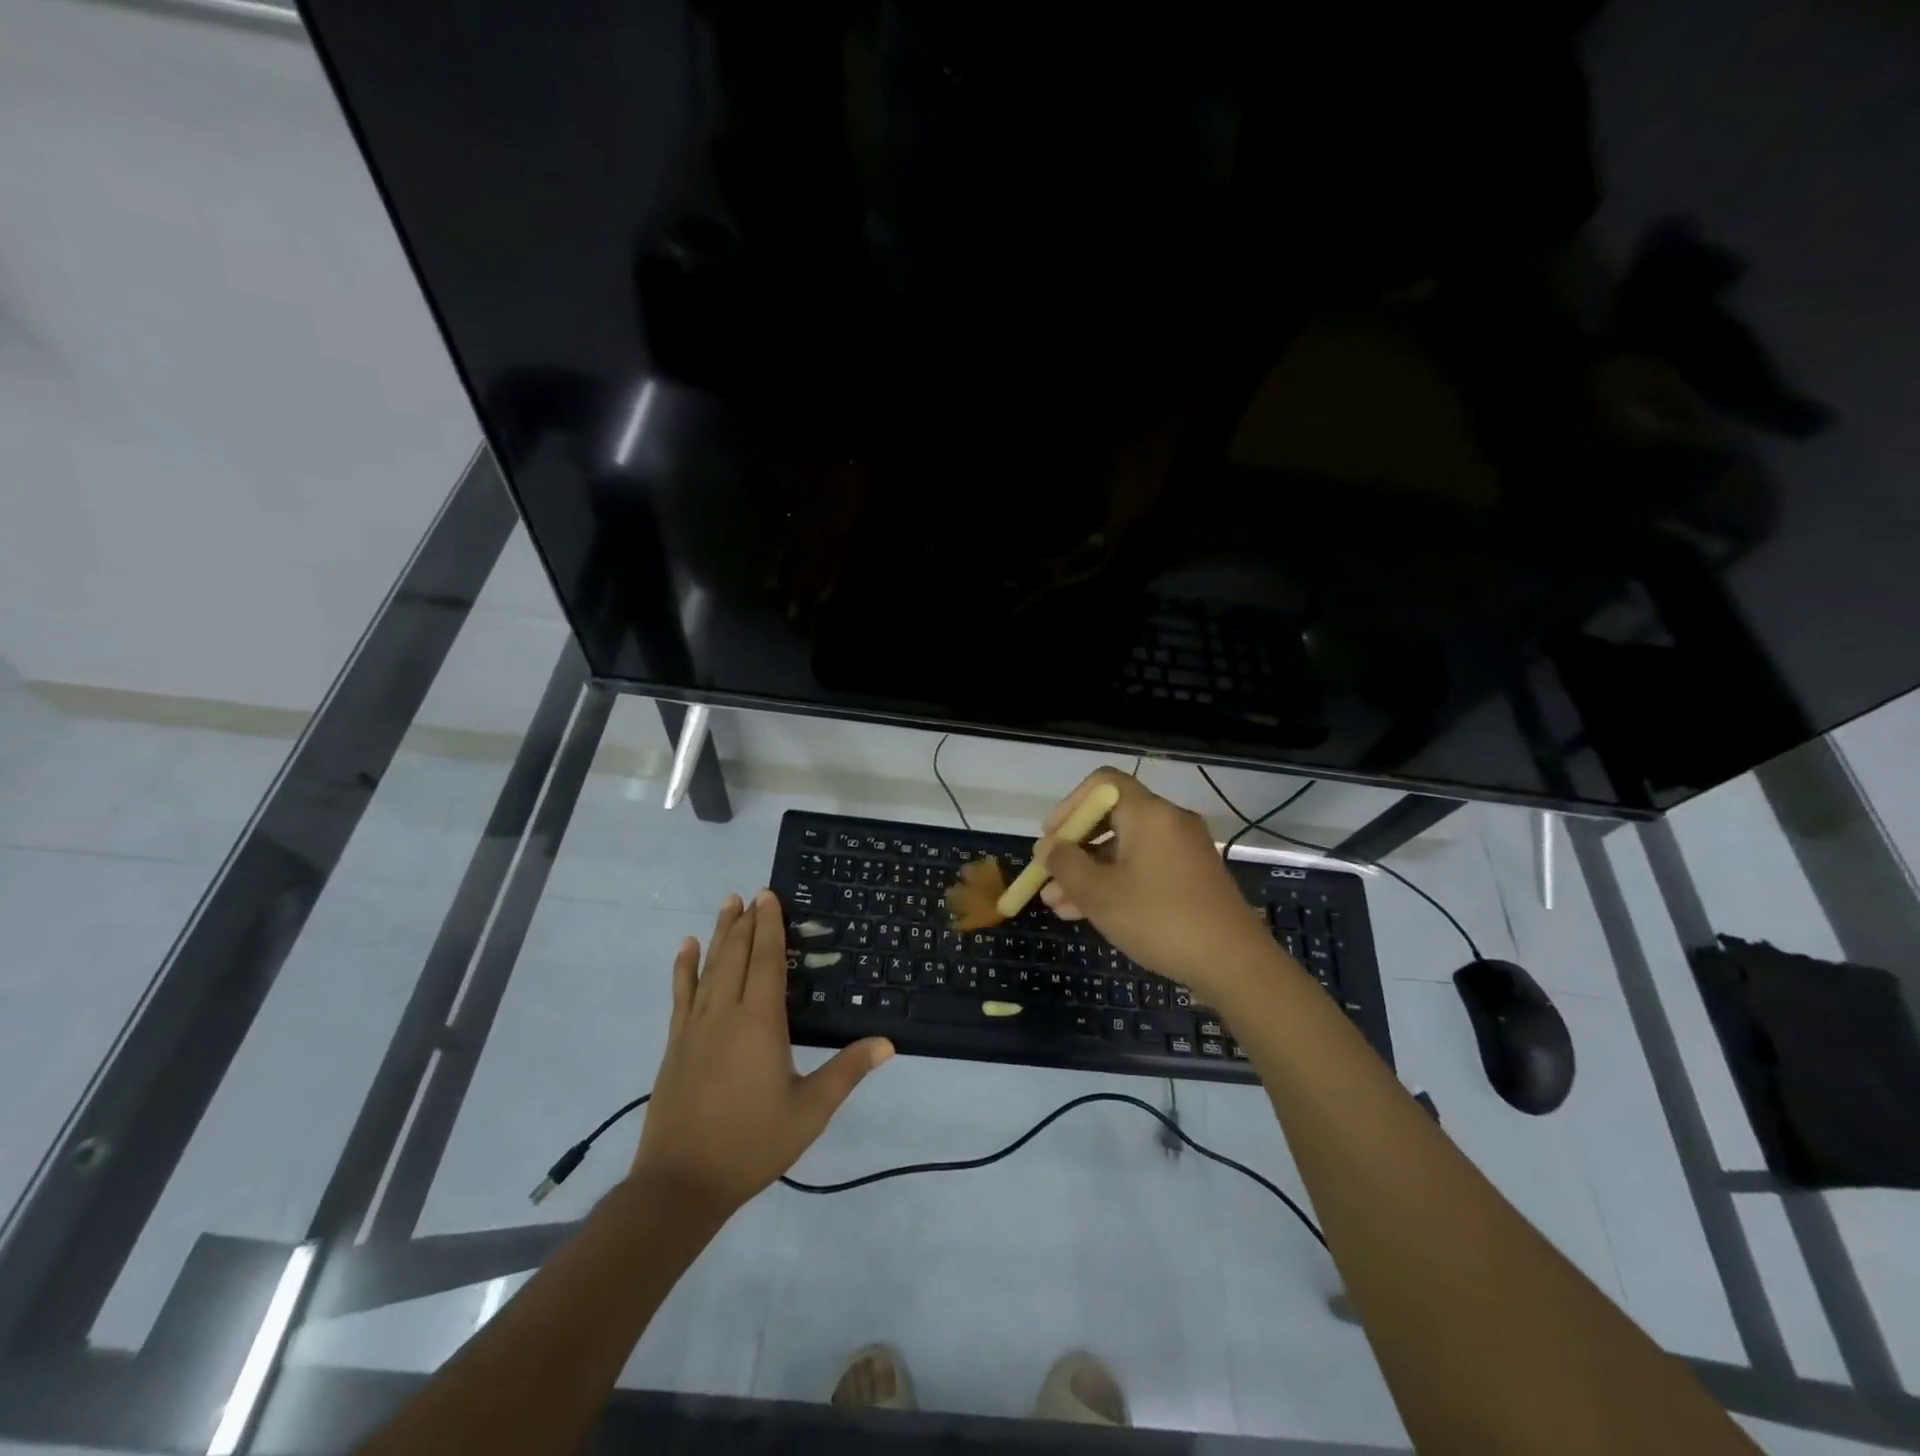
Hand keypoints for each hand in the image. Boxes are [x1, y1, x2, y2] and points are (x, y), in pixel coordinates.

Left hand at [631, 891, 892, 1216]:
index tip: (768, 895)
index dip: (769, 926)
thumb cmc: (752, 1144)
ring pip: (709, 968)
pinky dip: (684, 968)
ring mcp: (694, 1028)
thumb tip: (888, 1043)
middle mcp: (725, 1014)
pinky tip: (686, 948)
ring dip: (719, 934)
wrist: (681, 1184)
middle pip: (736, 956)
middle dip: (745, 922)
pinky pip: (680, 994)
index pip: (766, 961)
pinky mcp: (675, 1044)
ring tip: (727, 905)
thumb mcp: (809, 1111)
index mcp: (759, 1023)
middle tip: (751, 893)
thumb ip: (847, 1072)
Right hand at [1038, 769, 1285, 995]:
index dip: (1069, 806)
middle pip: (1111, 819)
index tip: (1050, 838)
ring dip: (1090, 872)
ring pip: (1125, 849)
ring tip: (1057, 905)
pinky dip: (1116, 882)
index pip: (1102, 784)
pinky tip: (1089, 913)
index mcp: (1148, 813)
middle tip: (1047, 876)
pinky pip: (1144, 867)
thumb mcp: (1099, 894)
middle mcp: (1169, 822)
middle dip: (1074, 849)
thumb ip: (1066, 865)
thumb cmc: (1159, 919)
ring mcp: (1184, 850)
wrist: (1233, 963)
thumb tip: (1048, 847)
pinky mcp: (1192, 877)